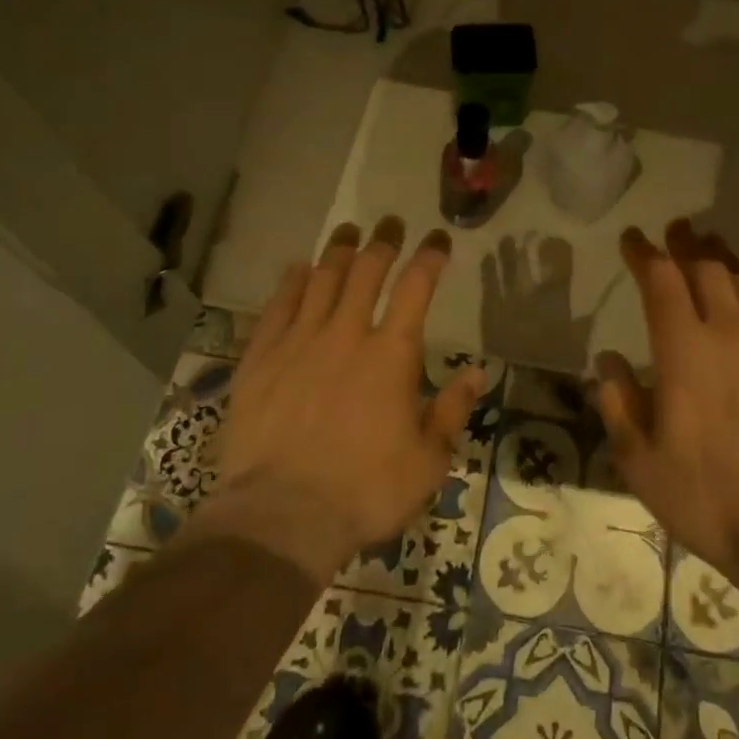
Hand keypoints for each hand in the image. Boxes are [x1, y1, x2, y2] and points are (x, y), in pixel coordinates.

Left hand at [210, 218, 487, 583]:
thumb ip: (452, 410)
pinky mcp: (261, 358)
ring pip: (322, 279)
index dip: (429, 256)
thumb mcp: (428, 460)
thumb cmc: (366, 491)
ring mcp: (299, 342)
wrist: (282, 516)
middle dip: (383, 240)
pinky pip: (278, 306)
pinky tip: (297, 268)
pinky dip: (291, 282)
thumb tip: (476, 372)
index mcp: (392, 354)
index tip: (437, 238)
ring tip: (348, 230)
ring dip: (339, 250)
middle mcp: (347, 334)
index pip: (416, 287)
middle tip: (391, 222)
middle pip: (366, 270)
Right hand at [594, 221, 738, 584]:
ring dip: (723, 260)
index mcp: (685, 350)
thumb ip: (618, 402)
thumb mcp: (639, 460)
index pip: (660, 280)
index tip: (632, 238)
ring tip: (711, 250)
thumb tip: (608, 360)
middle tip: (674, 231)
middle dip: (685, 244)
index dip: (644, 253)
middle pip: (707, 268)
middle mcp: (731, 332)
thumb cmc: (707, 498)